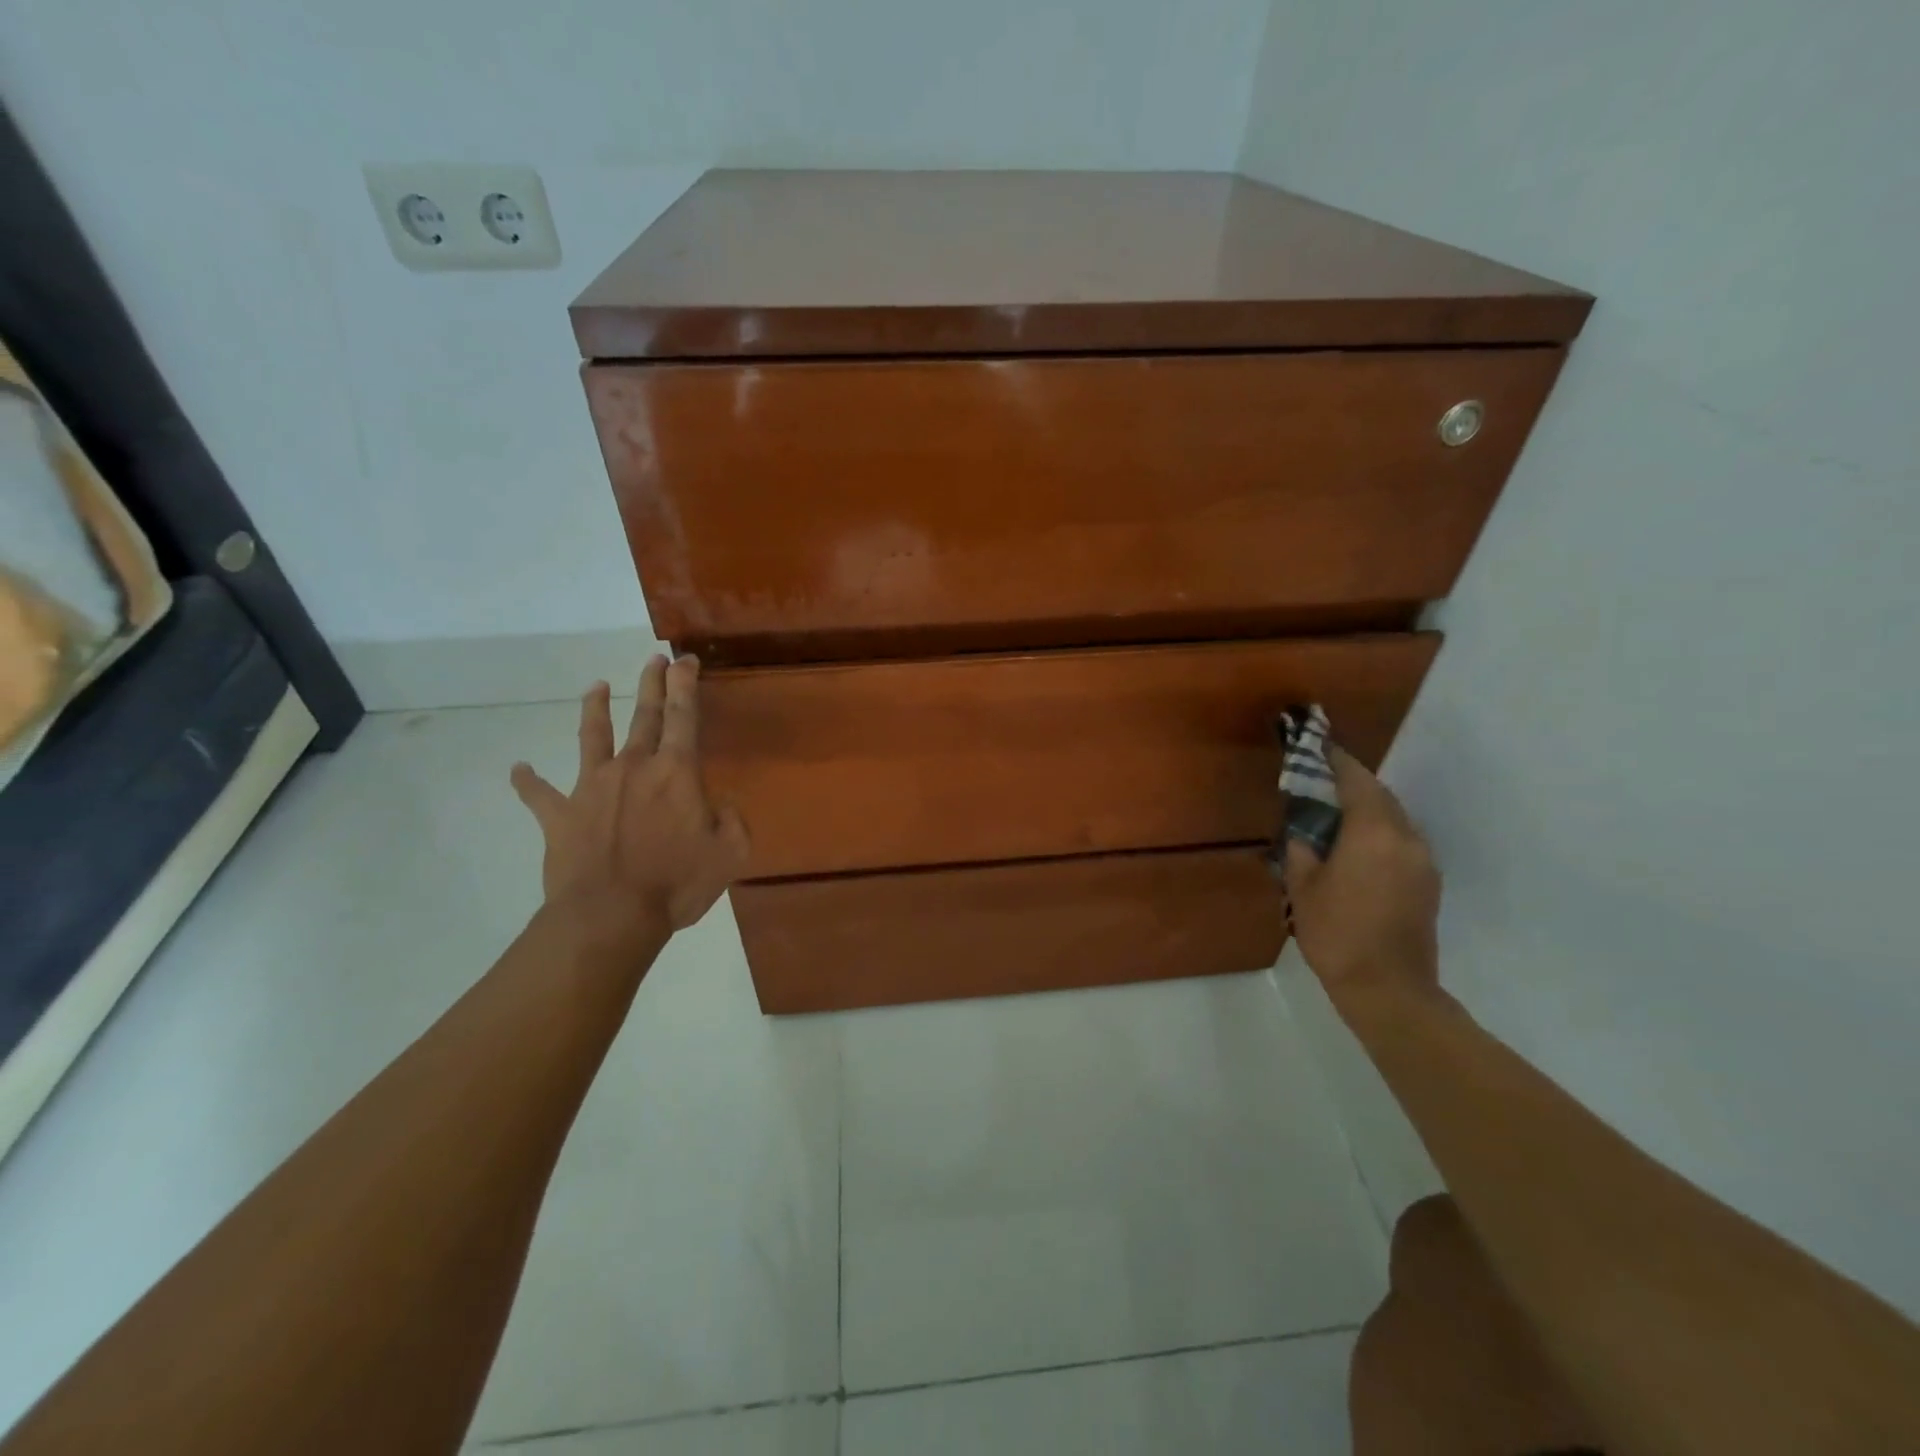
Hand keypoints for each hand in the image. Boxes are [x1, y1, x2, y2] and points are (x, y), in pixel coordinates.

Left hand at [510, 654, 749, 931]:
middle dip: (651, 684)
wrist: (610, 915)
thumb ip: (734, 820)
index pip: (683, 716)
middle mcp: (633, 767)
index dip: (685, 684)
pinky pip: (539, 794)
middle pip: (643, 715)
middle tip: (653, 659)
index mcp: (676, 772)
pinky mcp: (561, 815)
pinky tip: (519, 769)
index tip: (684, 659)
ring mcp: (592, 788)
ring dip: (595, 709)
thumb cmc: (677, 883)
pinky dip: (528, 781)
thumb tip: (721, 804)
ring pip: (592, 737)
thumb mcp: (730, 852)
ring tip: (595, 687)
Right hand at [1283, 747, 1441, 1003]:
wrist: (1389, 988)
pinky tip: (1358, 847)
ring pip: (1395, 819)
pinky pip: (1402, 842)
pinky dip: (1380, 833)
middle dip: (1354, 783)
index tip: (1320, 746)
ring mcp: (1423, 861)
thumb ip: (1302, 851)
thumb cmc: (1336, 933)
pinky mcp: (1429, 883)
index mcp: (1372, 833)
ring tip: (1338, 813)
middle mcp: (1405, 838)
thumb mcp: (1303, 888)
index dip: (1336, 761)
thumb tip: (1305, 834)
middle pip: (1380, 796)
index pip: (1356, 781)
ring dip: (1369, 809)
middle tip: (1324, 779)